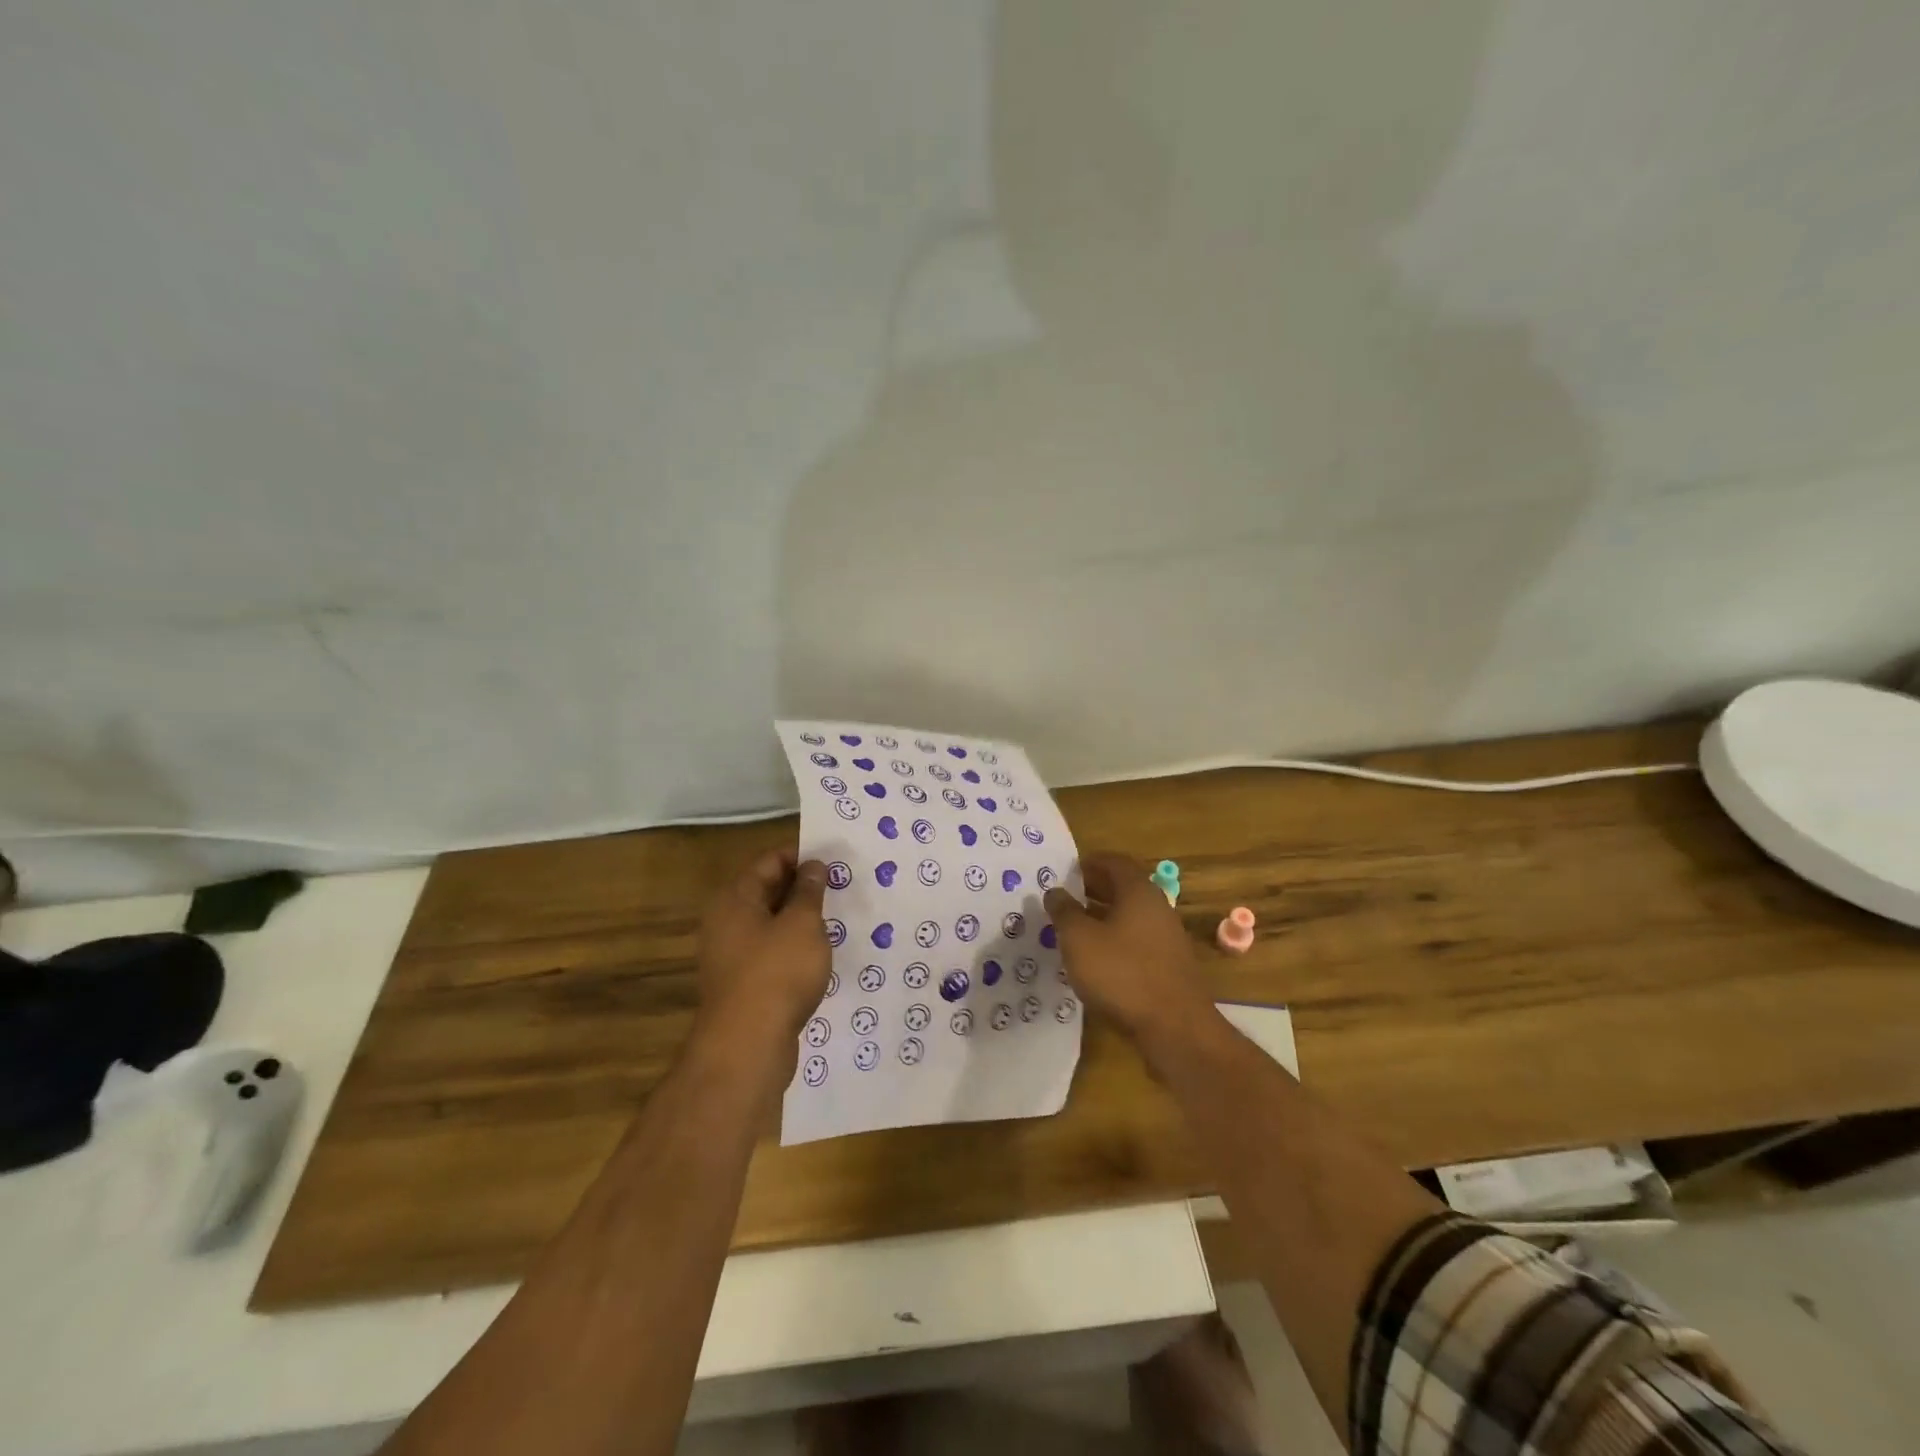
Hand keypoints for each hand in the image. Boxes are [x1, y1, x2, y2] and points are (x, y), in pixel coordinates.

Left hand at [694, 849, 830, 1058]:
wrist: (748, 1047)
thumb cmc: (777, 973)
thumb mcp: (803, 924)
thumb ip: (809, 891)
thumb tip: (813, 866)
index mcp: (735, 899)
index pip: (770, 861)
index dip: (802, 856)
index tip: (835, 859)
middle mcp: (727, 922)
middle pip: (768, 891)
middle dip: (804, 887)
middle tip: (843, 885)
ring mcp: (733, 955)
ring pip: (772, 924)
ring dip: (802, 919)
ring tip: (839, 917)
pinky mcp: (744, 984)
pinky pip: (773, 952)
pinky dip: (795, 947)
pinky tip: (822, 953)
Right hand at [1044, 852, 1214, 1048]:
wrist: (1175, 1028)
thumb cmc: (1122, 973)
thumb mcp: (1079, 940)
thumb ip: (1064, 912)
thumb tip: (1055, 891)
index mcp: (1139, 892)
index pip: (1115, 862)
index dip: (1090, 862)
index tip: (1068, 870)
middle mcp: (1158, 908)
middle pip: (1124, 888)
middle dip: (1094, 890)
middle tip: (1066, 898)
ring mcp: (1167, 938)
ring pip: (1130, 917)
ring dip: (1103, 917)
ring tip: (1074, 929)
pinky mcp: (1169, 966)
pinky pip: (1137, 941)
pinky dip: (1115, 941)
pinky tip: (1096, 960)